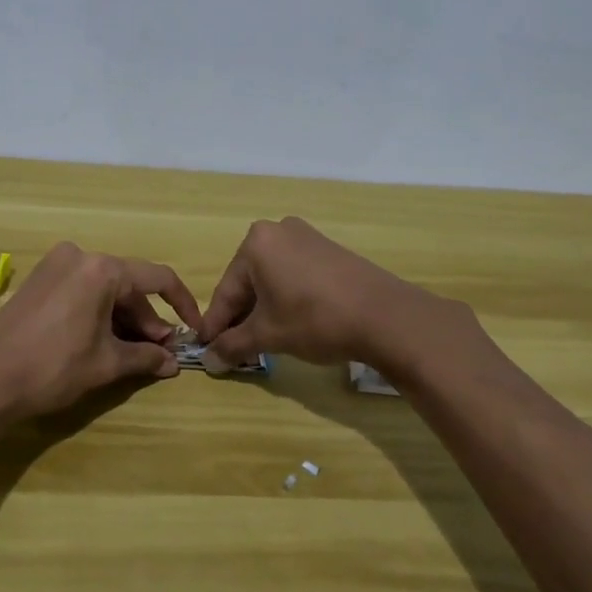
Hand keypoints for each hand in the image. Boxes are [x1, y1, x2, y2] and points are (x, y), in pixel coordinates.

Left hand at [0, 242, 201, 418]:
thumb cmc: (54, 367)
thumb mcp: (106, 363)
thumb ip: (145, 357)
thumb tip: (173, 362)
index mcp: (102, 269)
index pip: (158, 278)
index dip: (182, 304)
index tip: (193, 330)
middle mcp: (80, 256)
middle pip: (128, 285)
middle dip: (147, 319)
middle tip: (160, 352)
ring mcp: (55, 265)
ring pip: (104, 289)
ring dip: (123, 318)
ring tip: (134, 352)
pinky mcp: (39, 280)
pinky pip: (82, 290)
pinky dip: (98, 312)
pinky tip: (104, 340)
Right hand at [201, 217, 427, 370]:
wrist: (385, 316)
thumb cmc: (314, 319)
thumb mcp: (268, 335)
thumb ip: (233, 345)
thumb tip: (208, 359)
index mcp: (256, 243)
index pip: (226, 291)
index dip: (216, 324)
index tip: (207, 348)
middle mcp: (278, 231)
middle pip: (248, 281)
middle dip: (241, 316)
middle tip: (235, 348)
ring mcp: (306, 237)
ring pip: (271, 278)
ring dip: (263, 308)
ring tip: (263, 340)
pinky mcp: (328, 250)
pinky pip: (294, 274)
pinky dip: (286, 297)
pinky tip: (290, 322)